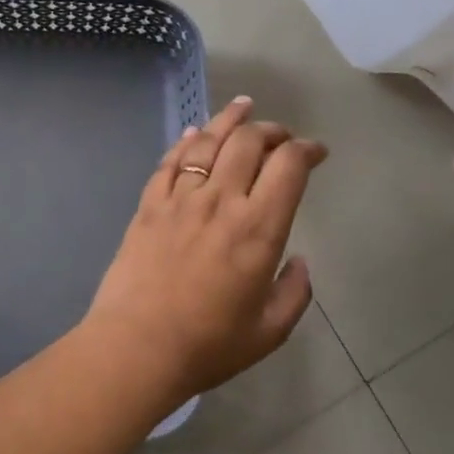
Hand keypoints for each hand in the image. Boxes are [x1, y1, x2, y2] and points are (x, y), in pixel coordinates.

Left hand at [82, 96, 327, 407]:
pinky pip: (170, 162)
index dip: (307, 149)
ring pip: (208, 142)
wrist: (136, 347)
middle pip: (249, 142)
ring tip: (243, 107)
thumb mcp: (269, 331)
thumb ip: (294, 292)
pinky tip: (194, 133)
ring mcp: (180, 199)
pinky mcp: (148, 205)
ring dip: (230, 120)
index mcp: (258, 228)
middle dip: (271, 130)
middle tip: (281, 136)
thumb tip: (299, 261)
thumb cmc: (208, 345)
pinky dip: (186, 142)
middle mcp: (221, 201)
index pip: (288, 166)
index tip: (316, 151)